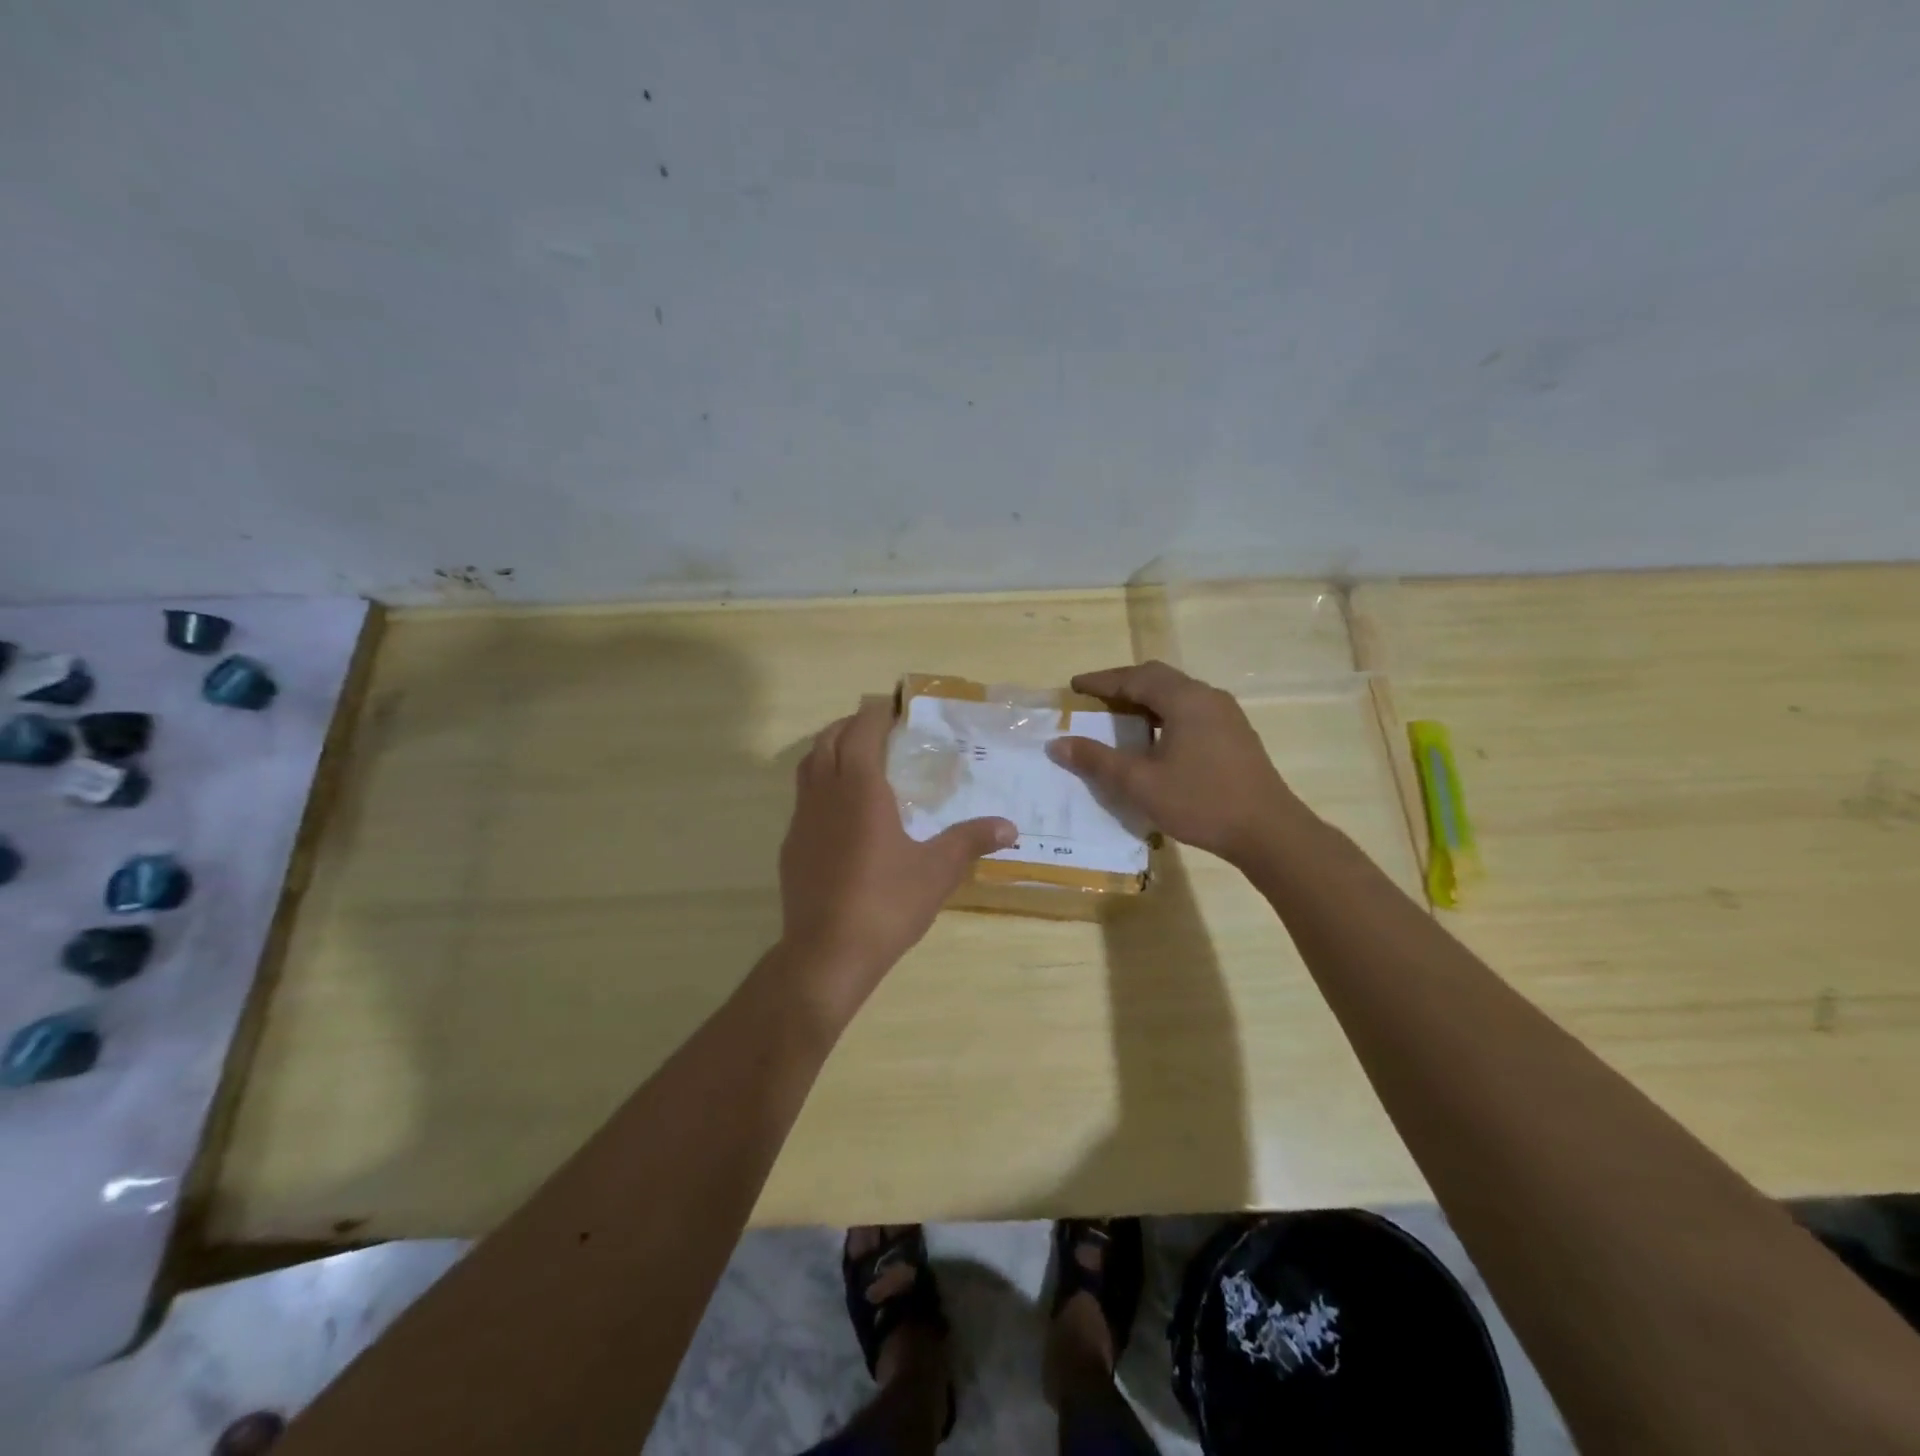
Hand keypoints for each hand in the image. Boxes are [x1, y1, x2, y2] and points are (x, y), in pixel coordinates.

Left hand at [778, 698, 1015, 1016]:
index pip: (862, 731)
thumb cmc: (886, 903)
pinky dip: (820, 785)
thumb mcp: (938, 870)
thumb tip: (1010, 827)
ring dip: (830, 750)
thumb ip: (971, 840)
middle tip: (878, 729)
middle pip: (829, 740)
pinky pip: (804, 798)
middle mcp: (825, 793)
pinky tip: (841, 812)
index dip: (876, 714)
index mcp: (860, 788)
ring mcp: (802, 819)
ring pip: (809, 766)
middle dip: (851, 726)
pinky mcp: (791, 846)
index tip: (894, 708)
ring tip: (857, 759)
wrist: (827, 953)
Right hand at [1047, 660, 1298, 865]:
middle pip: (1157, 678)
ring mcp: (1226, 715)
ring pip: (1177, 694)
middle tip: (1094, 699)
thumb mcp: (1140, 783)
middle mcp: (1207, 697)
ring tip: (1119, 717)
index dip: (1101, 681)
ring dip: (1145, 700)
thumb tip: (1057, 744)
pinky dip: (1164, 714)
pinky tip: (1154, 739)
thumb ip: (1097, 760)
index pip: (1134, 678)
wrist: (1268, 831)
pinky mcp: (1235, 734)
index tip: (1074, 686)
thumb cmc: (1200, 802)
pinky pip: (1191, 710)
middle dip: (1123, 685)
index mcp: (1185, 699)